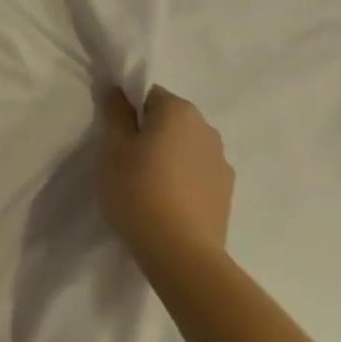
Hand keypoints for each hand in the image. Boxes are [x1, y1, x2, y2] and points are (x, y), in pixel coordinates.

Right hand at [99, 85, 233, 276]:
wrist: (181, 252)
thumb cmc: (138, 189)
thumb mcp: (113, 147)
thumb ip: (116, 113)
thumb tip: (117, 89)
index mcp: (179, 111)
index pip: (148, 94)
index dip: (128, 111)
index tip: (115, 135)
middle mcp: (207, 129)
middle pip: (170, 119)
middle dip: (149, 131)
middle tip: (126, 158)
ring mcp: (222, 162)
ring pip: (185, 146)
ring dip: (167, 154)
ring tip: (146, 183)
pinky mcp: (227, 192)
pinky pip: (197, 171)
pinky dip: (182, 177)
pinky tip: (166, 200)